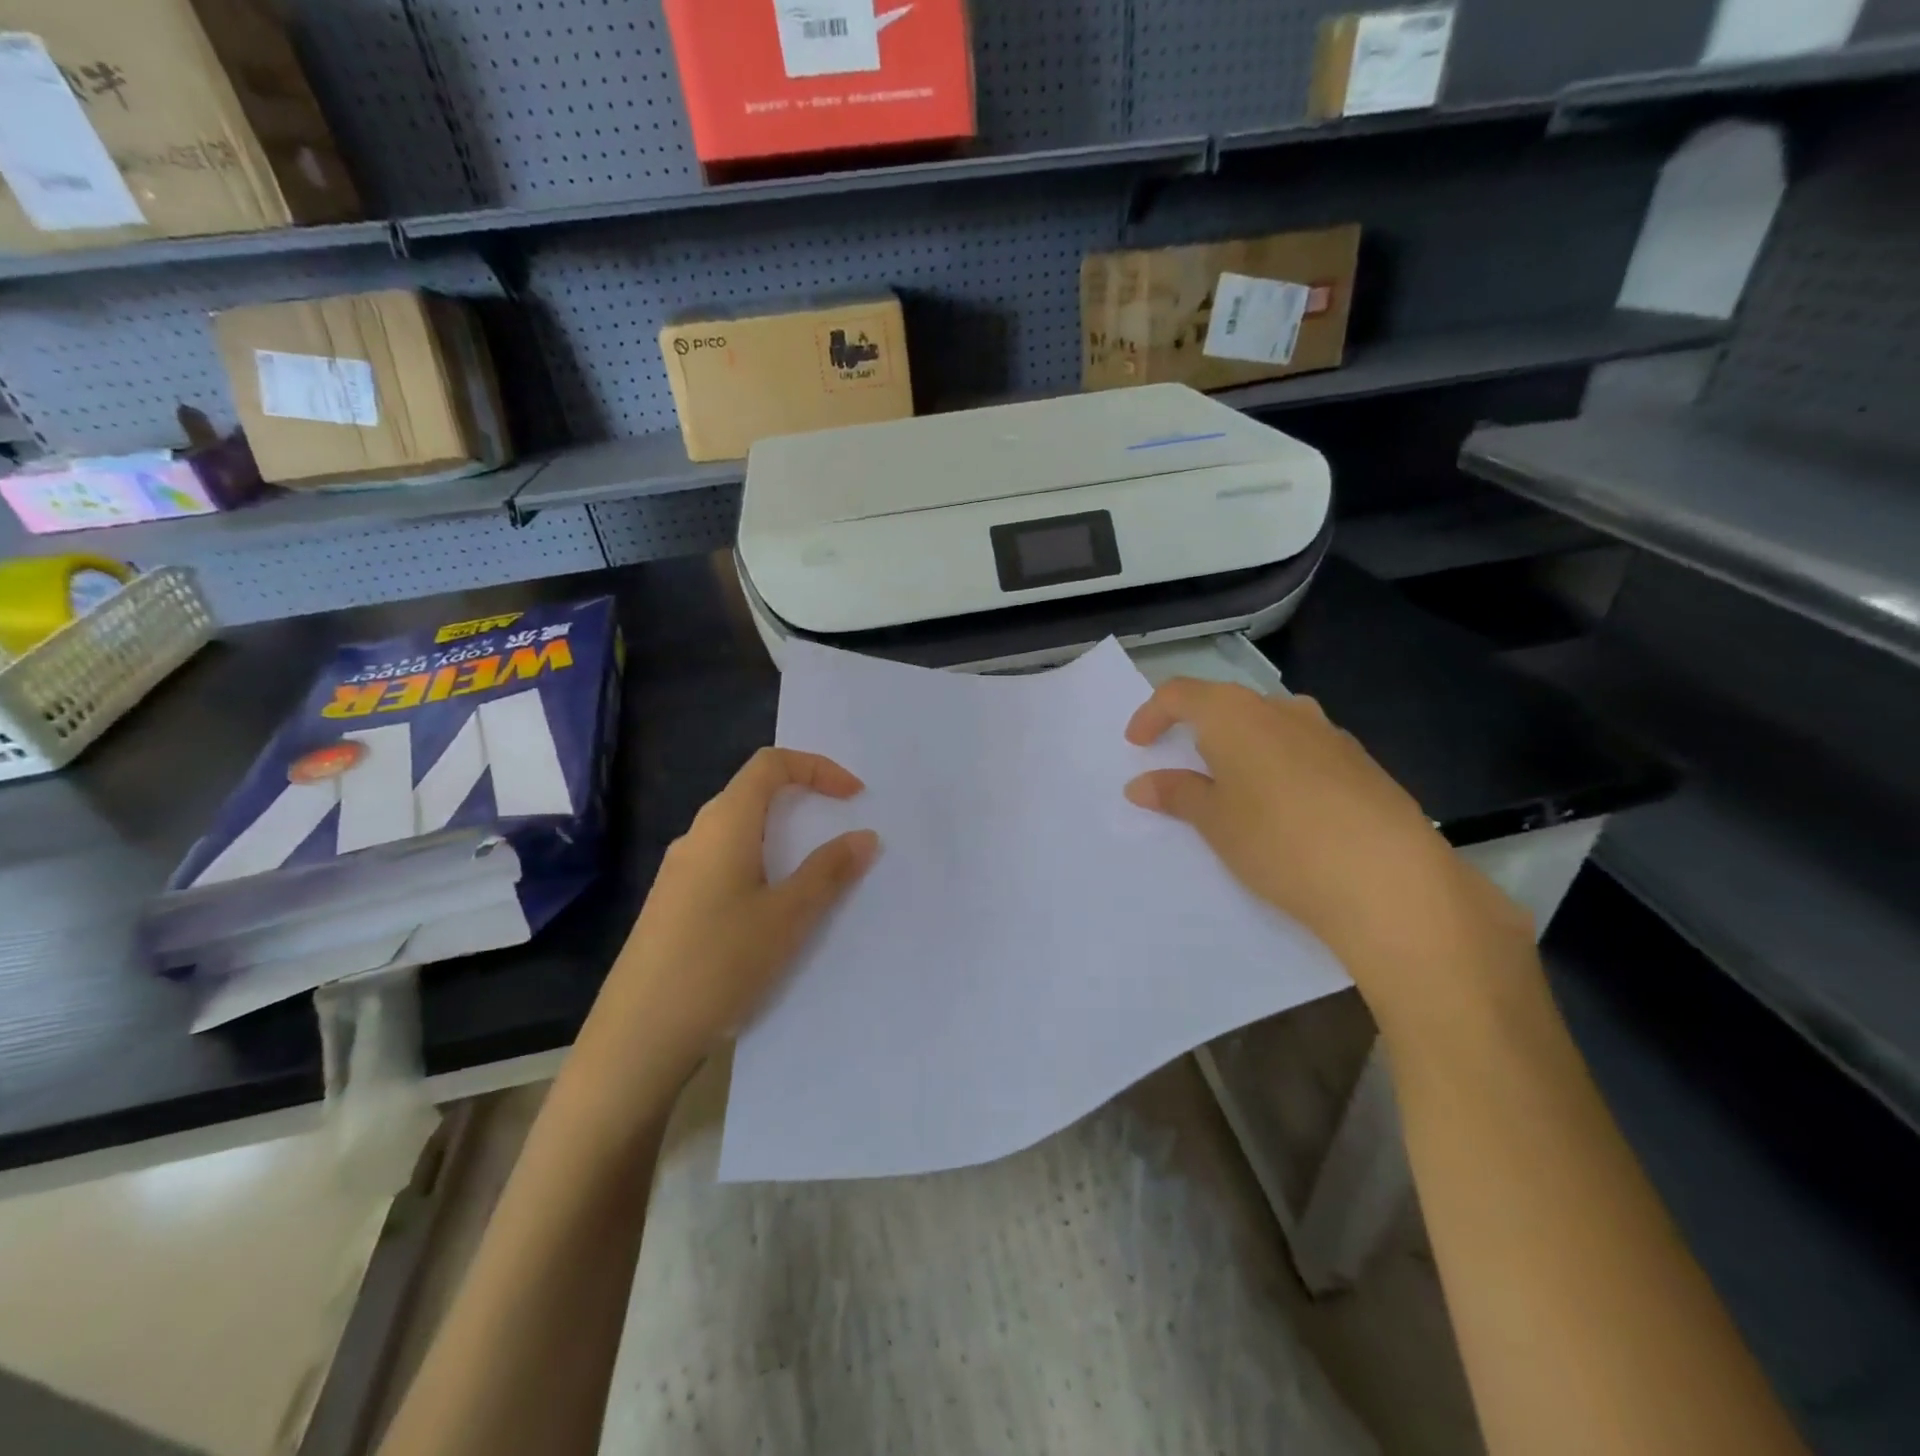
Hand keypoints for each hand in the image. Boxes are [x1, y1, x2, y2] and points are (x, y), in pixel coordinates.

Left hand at [584, 748, 878, 1089]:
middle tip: (840, 830)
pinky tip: (771, 911)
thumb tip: (864, 836)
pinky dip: (760, 865)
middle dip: (802, 800)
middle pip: (753, 793)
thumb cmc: (720, 963)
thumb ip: (829, 871)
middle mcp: (697, 836)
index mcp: (725, 825)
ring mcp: (679, 871)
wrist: (639, 1035)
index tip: (854, 797)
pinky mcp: (672, 903)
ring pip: (738, 832)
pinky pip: (724, 863)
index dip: (817, 767)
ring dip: (781, 837)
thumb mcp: (788, 917)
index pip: (770, 764)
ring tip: (814, 874)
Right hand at [1123, 679, 1531, 1029]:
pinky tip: (1284, 809)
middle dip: (1197, 732)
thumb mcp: (1215, 822)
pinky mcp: (1360, 761)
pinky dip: (1277, 766)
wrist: (1390, 880)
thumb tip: (1141, 783)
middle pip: (1226, 705)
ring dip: (1240, 749)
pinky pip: (1302, 750)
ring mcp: (1328, 732)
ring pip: (1268, 727)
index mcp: (1236, 714)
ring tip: (1233, 792)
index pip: (1180, 694)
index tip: (1137, 745)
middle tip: (1181, 769)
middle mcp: (1282, 709)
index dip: (1151, 714)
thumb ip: (1176, 794)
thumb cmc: (1279, 842)